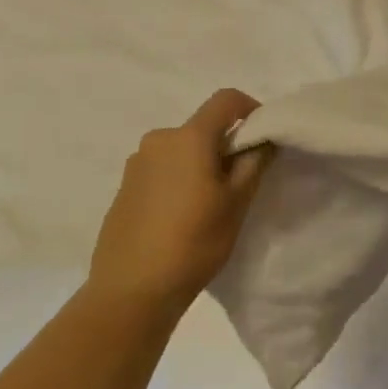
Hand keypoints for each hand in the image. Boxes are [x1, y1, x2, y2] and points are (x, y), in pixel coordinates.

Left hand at [88, 90, 274, 312]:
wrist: (131, 289)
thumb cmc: (193, 242)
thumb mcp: (236, 204)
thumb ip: (253, 162)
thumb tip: (263, 138)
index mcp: (188, 137)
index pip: (225, 99)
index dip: (250, 108)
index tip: (263, 136)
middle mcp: (158, 139)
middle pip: (202, 128)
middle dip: (224, 146)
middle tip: (240, 182)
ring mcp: (136, 163)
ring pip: (180, 151)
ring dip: (199, 165)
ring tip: (208, 205)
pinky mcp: (124, 187)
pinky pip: (161, 170)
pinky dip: (178, 180)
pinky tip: (180, 218)